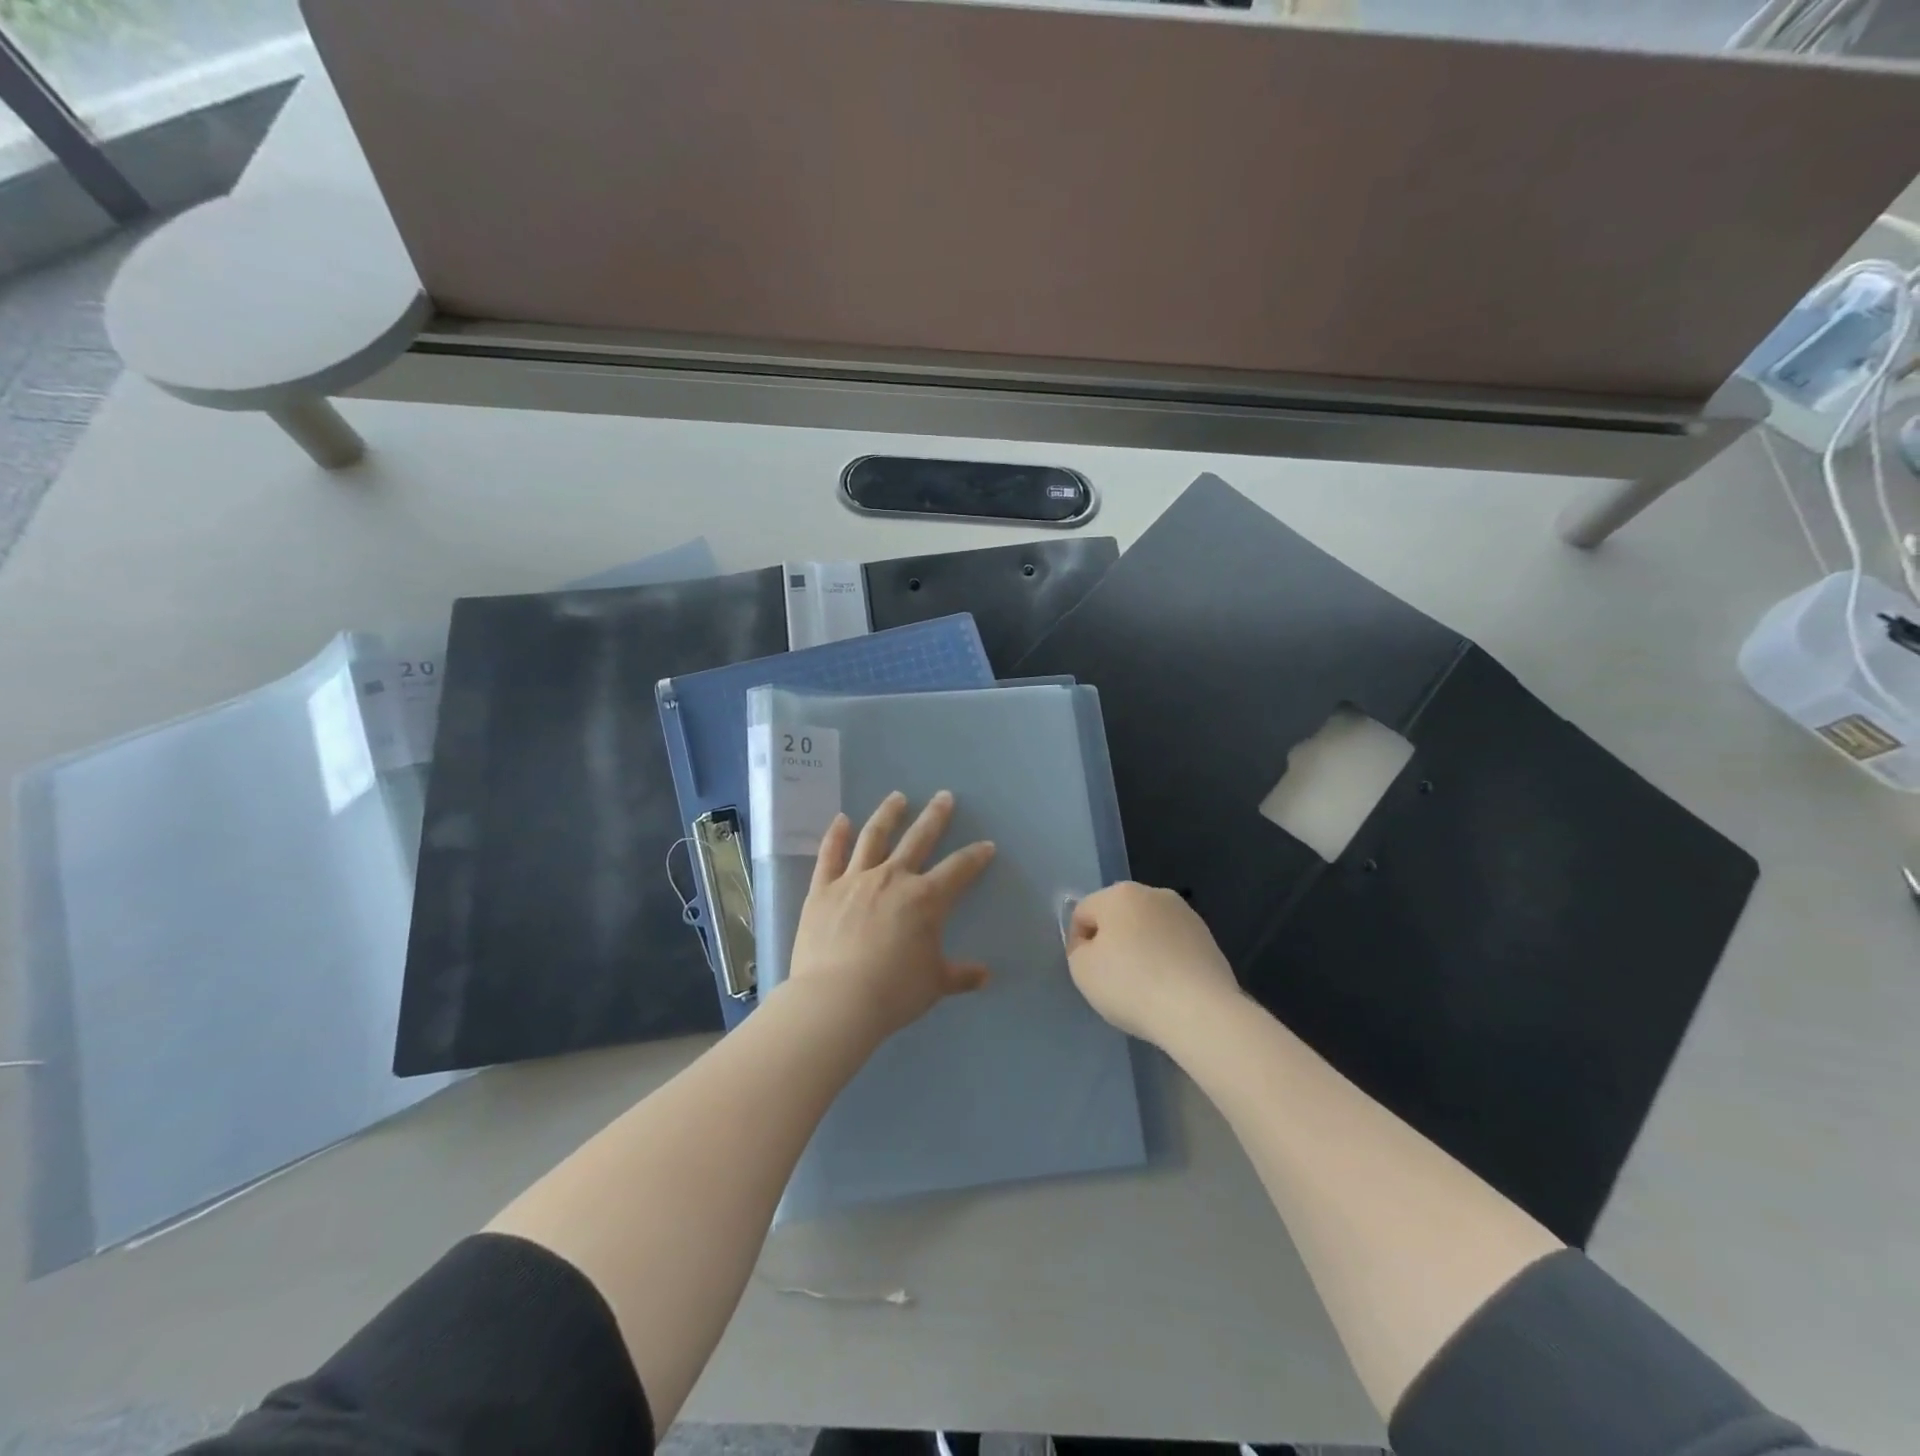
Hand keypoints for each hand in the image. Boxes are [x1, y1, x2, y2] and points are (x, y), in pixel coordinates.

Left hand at [786, 790, 996, 1040]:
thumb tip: (985, 976)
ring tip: (897, 797)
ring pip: (874, 837)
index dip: (975, 856)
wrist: (837, 1000)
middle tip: (944, 796)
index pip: (958, 869)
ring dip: (888, 814)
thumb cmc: (893, 992)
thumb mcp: (934, 984)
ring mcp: (855, 879)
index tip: (986, 845)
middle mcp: (892, 878)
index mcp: (925, 899)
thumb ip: (960, 975)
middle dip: (934, 817)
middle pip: (918, 839)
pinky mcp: (822, 889)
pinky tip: (841, 820)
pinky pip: (830, 855)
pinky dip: (835, 836)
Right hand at [1066, 882, 1241, 1043]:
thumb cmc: (1131, 985)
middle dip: (1112, 942)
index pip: (1084, 913)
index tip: (1088, 973)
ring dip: (1141, 949)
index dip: (1079, 944)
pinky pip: (1173, 945)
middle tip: (1113, 979)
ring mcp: (1185, 913)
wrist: (1199, 1011)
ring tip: (1144, 986)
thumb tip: (1093, 945)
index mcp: (1119, 893)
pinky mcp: (1208, 937)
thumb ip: (1078, 950)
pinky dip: (1166, 960)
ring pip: (1148, 929)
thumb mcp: (1082, 970)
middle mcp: (1153, 893)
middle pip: (1118, 916)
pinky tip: (1168, 988)